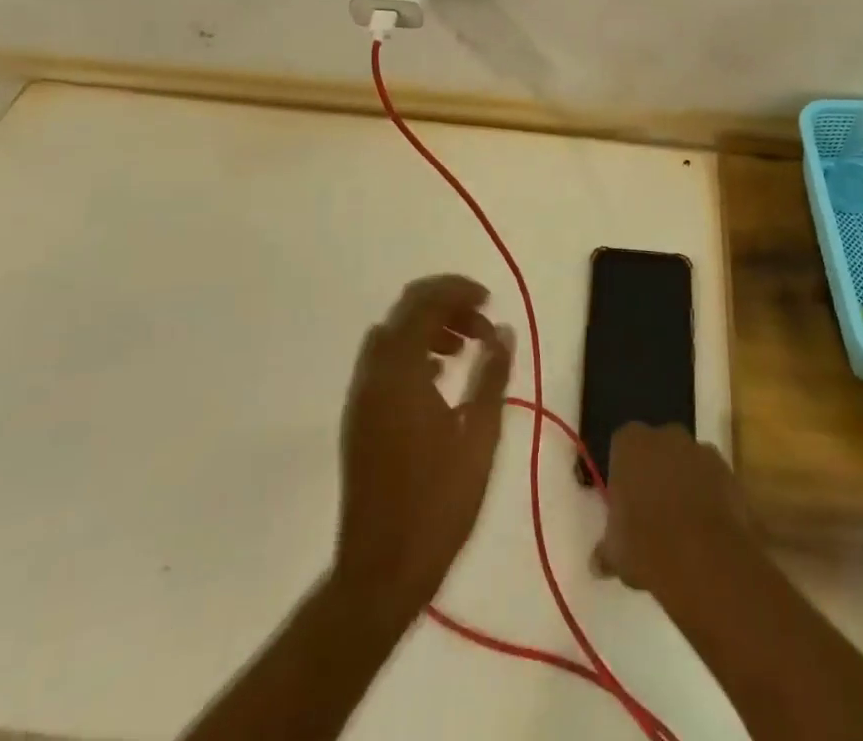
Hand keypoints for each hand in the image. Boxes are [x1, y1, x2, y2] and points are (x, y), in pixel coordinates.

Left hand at [334, 275, 513, 610]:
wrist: (381, 571)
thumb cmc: (438, 503)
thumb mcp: (479, 436)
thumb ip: (492, 375)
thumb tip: (503, 330)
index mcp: (400, 370)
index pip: (425, 302)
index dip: (459, 291)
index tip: (491, 301)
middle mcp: (373, 373)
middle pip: (405, 311)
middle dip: (446, 305)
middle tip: (483, 325)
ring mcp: (361, 395)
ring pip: (394, 335)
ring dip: (429, 328)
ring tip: (467, 350)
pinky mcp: (360, 417)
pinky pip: (385, 362)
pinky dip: (413, 352)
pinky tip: (440, 378)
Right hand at [593, 422, 754, 594]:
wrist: (705, 558)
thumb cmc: (647, 546)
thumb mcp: (615, 553)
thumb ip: (607, 550)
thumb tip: (599, 562)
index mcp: (630, 443)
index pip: (622, 446)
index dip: (624, 473)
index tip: (626, 503)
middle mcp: (666, 435)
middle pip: (658, 449)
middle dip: (656, 473)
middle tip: (653, 513)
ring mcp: (700, 450)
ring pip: (687, 463)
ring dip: (685, 484)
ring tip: (684, 528)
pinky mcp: (729, 471)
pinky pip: (713, 481)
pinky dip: (710, 498)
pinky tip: (707, 532)